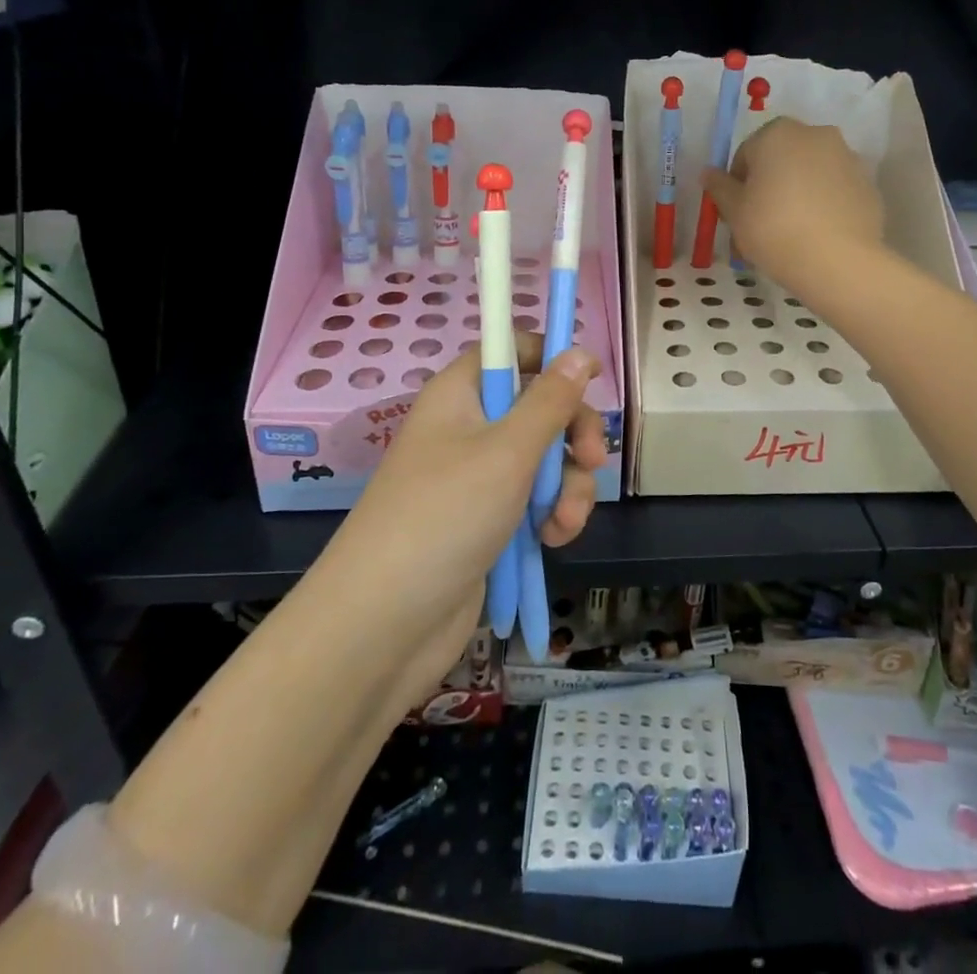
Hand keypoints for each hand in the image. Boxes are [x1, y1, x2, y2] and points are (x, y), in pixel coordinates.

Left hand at [331, 334, 605, 695]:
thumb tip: (580, 351)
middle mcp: (468, 428)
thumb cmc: (445, 516)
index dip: (548, 355)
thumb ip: (551, 400)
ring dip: (567, 485)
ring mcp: (477, 478)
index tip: (588, 375)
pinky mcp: (488, 521)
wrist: (384, 625)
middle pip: (538, 406)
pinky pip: (534, 500)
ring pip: (545, 459)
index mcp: (459, 395)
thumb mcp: (508, 451)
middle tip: (592, 458)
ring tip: (563, 521)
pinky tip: (554, 540)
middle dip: (572, 433)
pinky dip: (552, 515)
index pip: (507, 350)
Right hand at [703, 117, 884, 295]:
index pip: (747, 153)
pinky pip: (834, 190)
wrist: (839, 261)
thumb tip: (708, 173)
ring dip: (797, 193)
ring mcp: (847, 157)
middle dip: (769, 185)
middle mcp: (816, 135)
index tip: (737, 212)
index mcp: (778, 133)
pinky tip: (816, 234)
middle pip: (782, 159)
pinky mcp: (867, 184)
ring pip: (810, 173)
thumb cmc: (774, 229)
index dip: (737, 184)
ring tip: (790, 233)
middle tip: (760, 223)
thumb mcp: (735, 211)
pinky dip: (823, 204)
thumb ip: (719, 187)